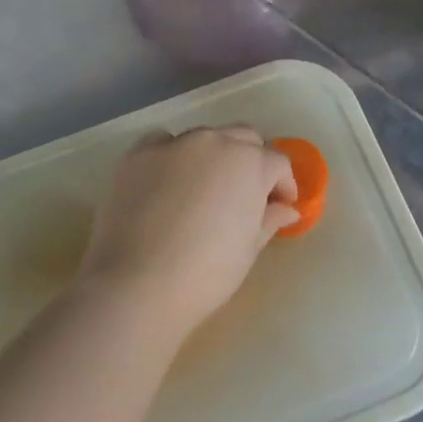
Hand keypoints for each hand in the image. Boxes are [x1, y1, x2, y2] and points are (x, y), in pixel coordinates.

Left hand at [75, 126, 298, 340]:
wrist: (137, 284)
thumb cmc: (205, 273)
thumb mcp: (248, 249)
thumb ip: (269, 220)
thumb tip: (286, 209)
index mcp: (250, 163)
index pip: (277, 163)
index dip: (283, 185)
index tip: (279, 207)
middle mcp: (215, 141)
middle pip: (244, 138)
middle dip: (252, 161)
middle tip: (246, 194)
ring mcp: (174, 143)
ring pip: (205, 137)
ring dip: (214, 155)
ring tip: (206, 189)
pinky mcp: (139, 153)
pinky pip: (164, 142)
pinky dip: (174, 155)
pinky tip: (169, 181)